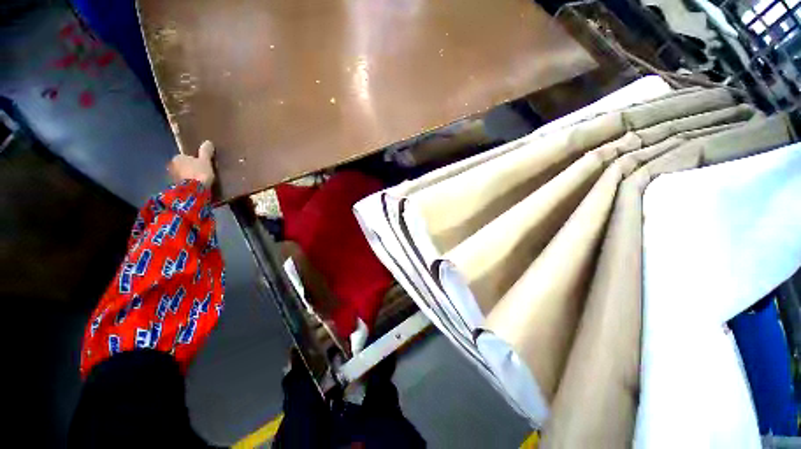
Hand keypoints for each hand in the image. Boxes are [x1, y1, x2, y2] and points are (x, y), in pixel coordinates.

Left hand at [168, 140, 215, 186]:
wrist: (193, 190)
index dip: (193, 161)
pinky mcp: (174, 187)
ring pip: (181, 174)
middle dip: (188, 168)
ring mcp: (171, 177)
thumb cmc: (199, 173)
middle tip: (199, 173)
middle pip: (182, 166)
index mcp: (178, 157)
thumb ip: (205, 152)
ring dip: (187, 177)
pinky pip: (181, 183)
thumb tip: (208, 142)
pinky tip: (194, 187)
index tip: (201, 165)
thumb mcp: (205, 161)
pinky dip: (186, 184)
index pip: (185, 157)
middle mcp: (171, 165)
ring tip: (197, 181)